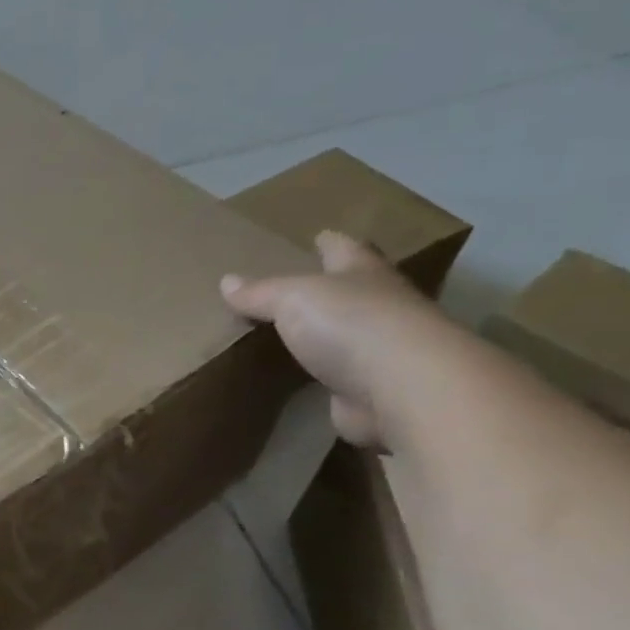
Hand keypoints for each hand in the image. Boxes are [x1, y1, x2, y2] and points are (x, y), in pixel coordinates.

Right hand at [220, 230, 455, 448]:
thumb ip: (260, 292)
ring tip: (291, 335)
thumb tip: (227, 281)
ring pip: (346, 336)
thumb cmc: (352, 324)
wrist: (402, 390)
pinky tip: (301, 380)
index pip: (345, 248)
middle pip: (353, 290)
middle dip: (331, 287)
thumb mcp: (293, 297)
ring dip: (326, 335)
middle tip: (297, 287)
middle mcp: (380, 306)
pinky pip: (339, 379)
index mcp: (365, 273)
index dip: (330, 243)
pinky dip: (324, 378)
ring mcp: (380, 352)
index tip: (319, 236)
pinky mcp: (371, 392)